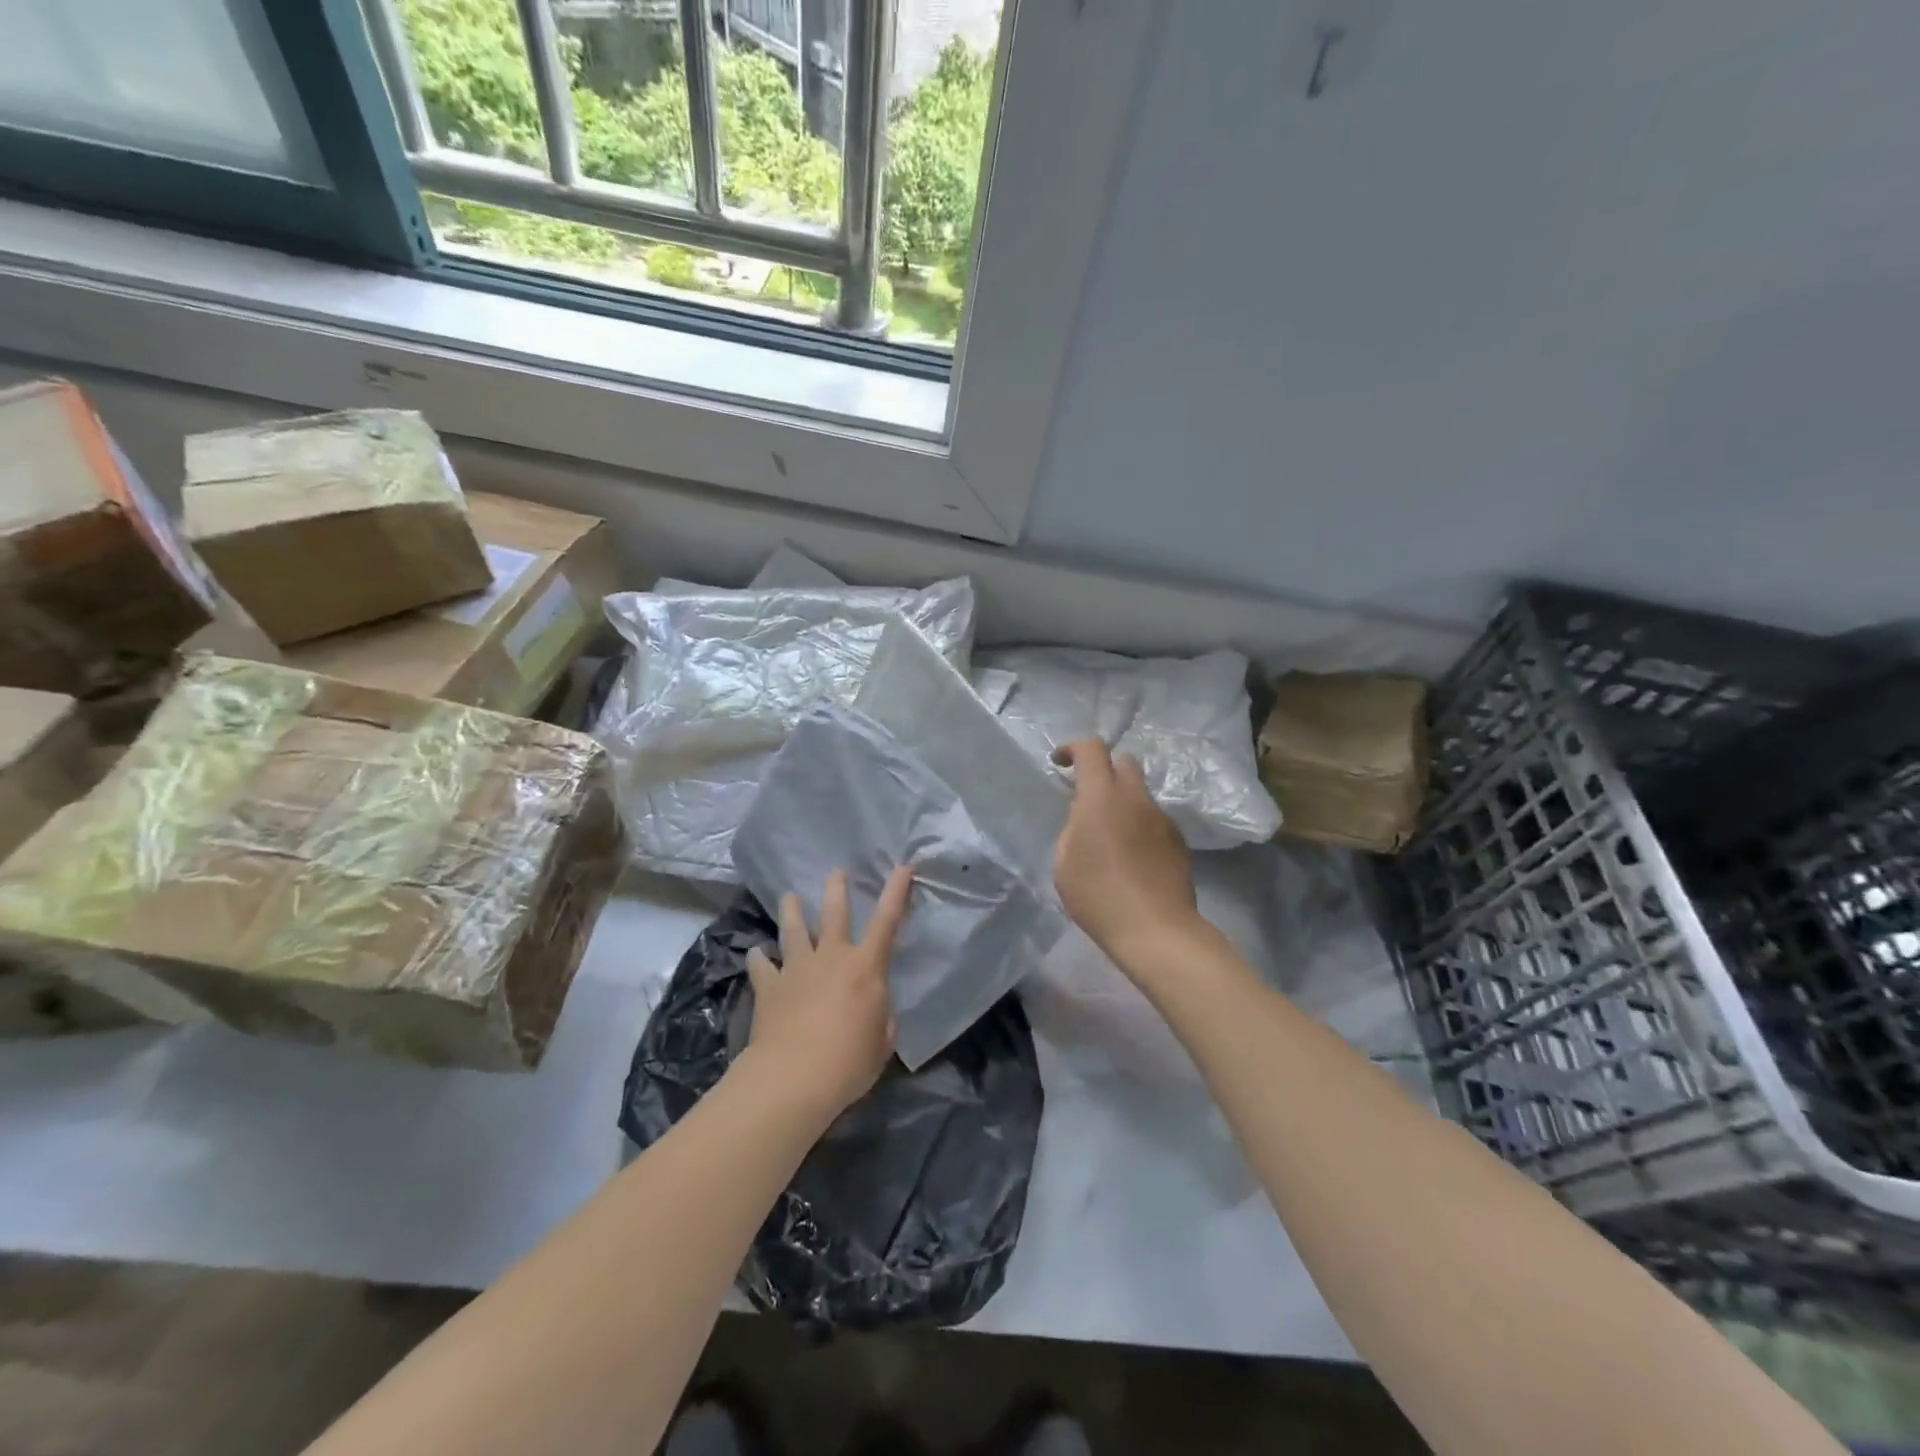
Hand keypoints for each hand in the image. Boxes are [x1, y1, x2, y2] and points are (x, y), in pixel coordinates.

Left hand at [744, 866, 912, 1120]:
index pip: (887, 921)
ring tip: (789, 897)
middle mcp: (831, 957)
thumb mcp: (882, 1042)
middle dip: (837, 889)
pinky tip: (754, 953)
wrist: (794, 1076)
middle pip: (834, 913)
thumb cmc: (850, 1061)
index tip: (902, 866)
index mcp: (865, 967)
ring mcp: (796, 968)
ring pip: (794, 930)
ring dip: (792, 911)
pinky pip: (761, 966)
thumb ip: (880, 1019)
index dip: (896, 892)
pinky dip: (758, 958)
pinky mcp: (769, 987)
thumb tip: (872, 1011)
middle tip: (836, 872)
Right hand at [1051, 738, 1201, 967]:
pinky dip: (1140, 828)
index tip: (1060, 762)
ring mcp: (1162, 819)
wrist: (1155, 929)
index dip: (1073, 748)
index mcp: (1101, 796)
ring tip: (1110, 840)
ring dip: (1123, 804)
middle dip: (1104, 771)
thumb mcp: (1064, 861)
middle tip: (1088, 799)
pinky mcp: (1178, 841)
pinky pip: (1154, 822)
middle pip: (1124, 762)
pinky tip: (1132, 861)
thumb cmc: (1097, 894)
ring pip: (1140, 795)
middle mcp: (1135, 798)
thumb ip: (1073, 828)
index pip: (1091, 749)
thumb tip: (1086, 817)